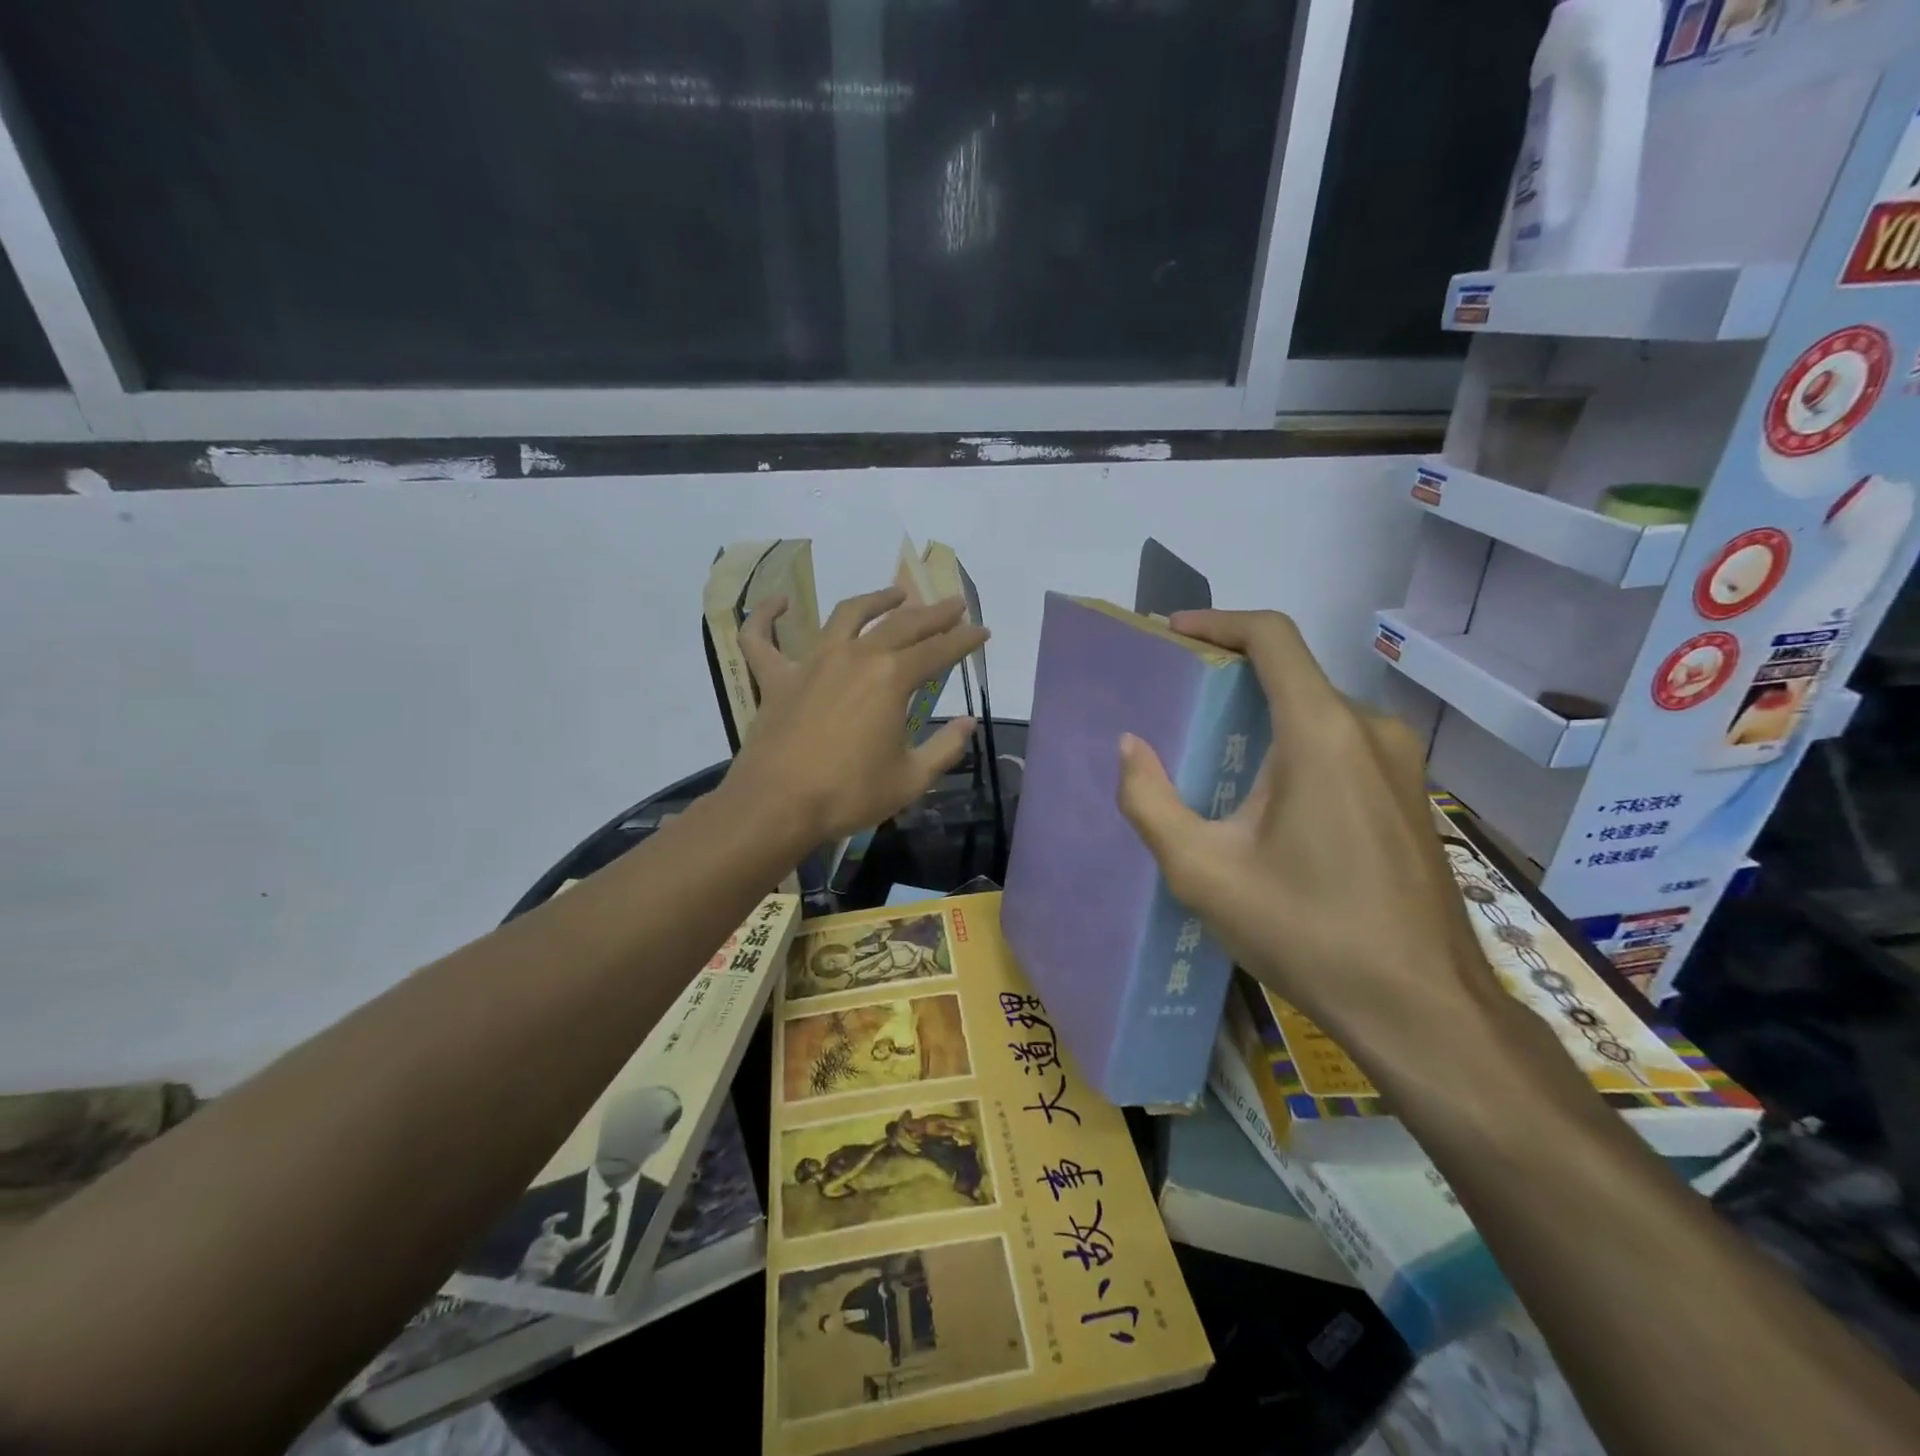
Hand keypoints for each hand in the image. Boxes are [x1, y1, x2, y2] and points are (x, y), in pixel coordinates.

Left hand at [728, 586, 988, 843]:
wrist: (778, 806)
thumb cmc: (849, 794)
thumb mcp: (911, 779)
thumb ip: (945, 748)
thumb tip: (967, 723)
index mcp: (891, 678)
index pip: (938, 650)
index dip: (964, 640)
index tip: (982, 631)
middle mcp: (854, 657)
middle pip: (900, 625)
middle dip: (932, 613)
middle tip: (953, 604)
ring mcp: (811, 662)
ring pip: (844, 615)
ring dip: (874, 601)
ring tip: (894, 595)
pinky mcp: (775, 678)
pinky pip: (761, 638)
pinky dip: (765, 616)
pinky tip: (778, 602)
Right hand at [1114, 609, 1497, 1064]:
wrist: (1422, 1008)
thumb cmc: (1306, 932)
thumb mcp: (1202, 871)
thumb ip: (1150, 801)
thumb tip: (1130, 747)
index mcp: (1322, 733)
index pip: (1272, 638)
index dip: (1218, 622)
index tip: (1173, 633)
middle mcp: (1370, 731)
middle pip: (1293, 675)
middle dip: (1232, 677)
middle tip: (1179, 704)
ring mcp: (1401, 764)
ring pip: (1318, 714)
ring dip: (1264, 718)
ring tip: (1214, 754)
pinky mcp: (1412, 797)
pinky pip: (1343, 747)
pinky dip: (1296, 747)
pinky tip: (1266, 800)